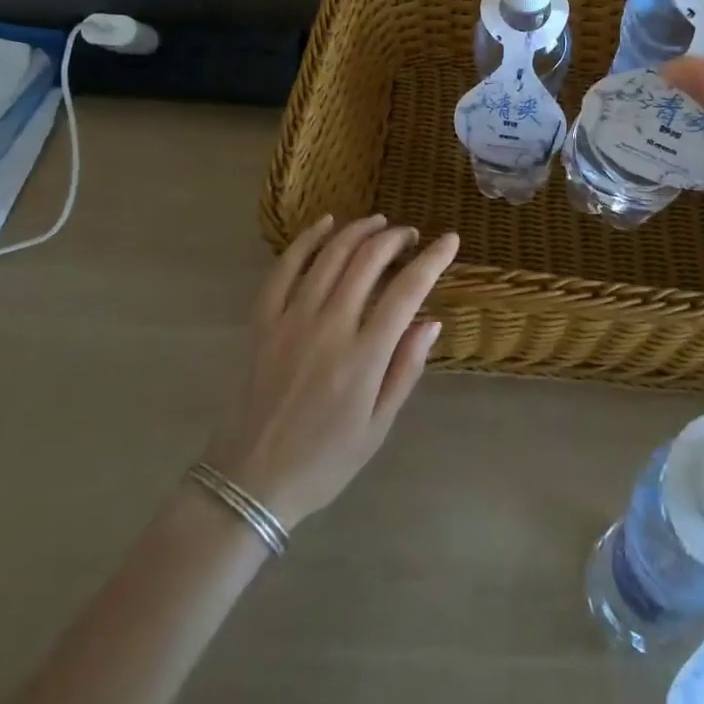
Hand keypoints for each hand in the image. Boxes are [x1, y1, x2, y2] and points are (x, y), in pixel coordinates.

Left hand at [203, 215, 457, 530]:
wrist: (253, 481)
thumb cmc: (327, 459)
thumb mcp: (379, 425)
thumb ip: (406, 368)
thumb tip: (432, 321)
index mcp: (363, 357)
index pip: (407, 291)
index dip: (433, 259)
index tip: (449, 240)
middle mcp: (329, 327)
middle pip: (368, 261)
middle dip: (395, 238)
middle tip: (411, 236)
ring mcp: (292, 320)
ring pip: (330, 255)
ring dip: (359, 231)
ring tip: (380, 223)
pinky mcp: (264, 322)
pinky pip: (284, 269)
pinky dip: (306, 240)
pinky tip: (325, 224)